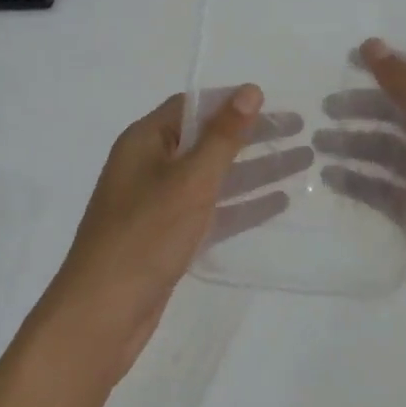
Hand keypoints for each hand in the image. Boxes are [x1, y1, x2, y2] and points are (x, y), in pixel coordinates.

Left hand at [43, 86, 308, 378]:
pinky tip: (279, 202)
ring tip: (304, 161)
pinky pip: (212, 210)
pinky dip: (243, 205)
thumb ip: (223, 137)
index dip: (233, 102)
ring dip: (256, 169)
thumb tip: (250, 90)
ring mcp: (159, 203)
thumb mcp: (190, 181)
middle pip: (208, 140)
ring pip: (215, 177)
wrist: (101, 316)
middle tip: (301, 130)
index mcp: (145, 141)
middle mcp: (150, 165)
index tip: (274, 103)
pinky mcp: (170, 237)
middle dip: (253, 136)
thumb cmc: (145, 236)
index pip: (193, 106)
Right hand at [317, 39, 405, 332]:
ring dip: (353, 143)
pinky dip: (355, 180)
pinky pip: (378, 188)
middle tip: (325, 107)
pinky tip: (329, 178)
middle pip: (396, 114)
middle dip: (362, 107)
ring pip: (384, 151)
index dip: (388, 65)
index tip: (348, 59)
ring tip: (318, 143)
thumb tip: (372, 44)